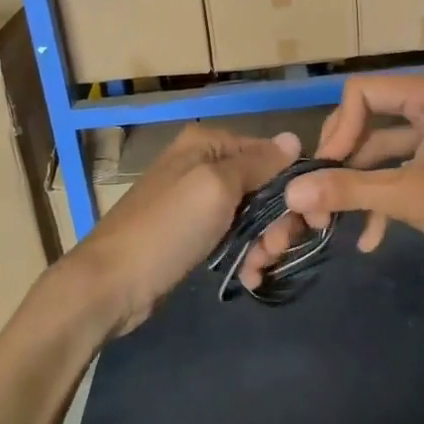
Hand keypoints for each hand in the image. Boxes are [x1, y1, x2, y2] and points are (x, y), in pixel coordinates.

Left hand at [64, 124, 299, 336]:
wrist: (110, 285)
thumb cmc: (167, 228)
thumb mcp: (215, 188)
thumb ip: (257, 163)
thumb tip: (294, 138)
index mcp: (207, 144)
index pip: (269, 153)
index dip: (293, 184)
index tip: (312, 219)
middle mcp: (203, 165)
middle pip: (263, 186)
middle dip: (277, 220)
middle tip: (276, 250)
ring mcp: (197, 201)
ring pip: (252, 215)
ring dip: (264, 242)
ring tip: (259, 267)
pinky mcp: (193, 234)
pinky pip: (233, 236)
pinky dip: (246, 254)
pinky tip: (250, 276)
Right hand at [239, 74, 423, 289]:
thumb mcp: (410, 197)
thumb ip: (349, 190)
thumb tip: (291, 191)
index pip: (360, 93)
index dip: (337, 131)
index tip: (323, 173)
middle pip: (366, 120)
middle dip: (342, 162)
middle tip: (319, 198)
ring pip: (382, 150)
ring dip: (360, 186)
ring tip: (333, 224)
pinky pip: (403, 169)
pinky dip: (385, 196)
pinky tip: (370, 238)